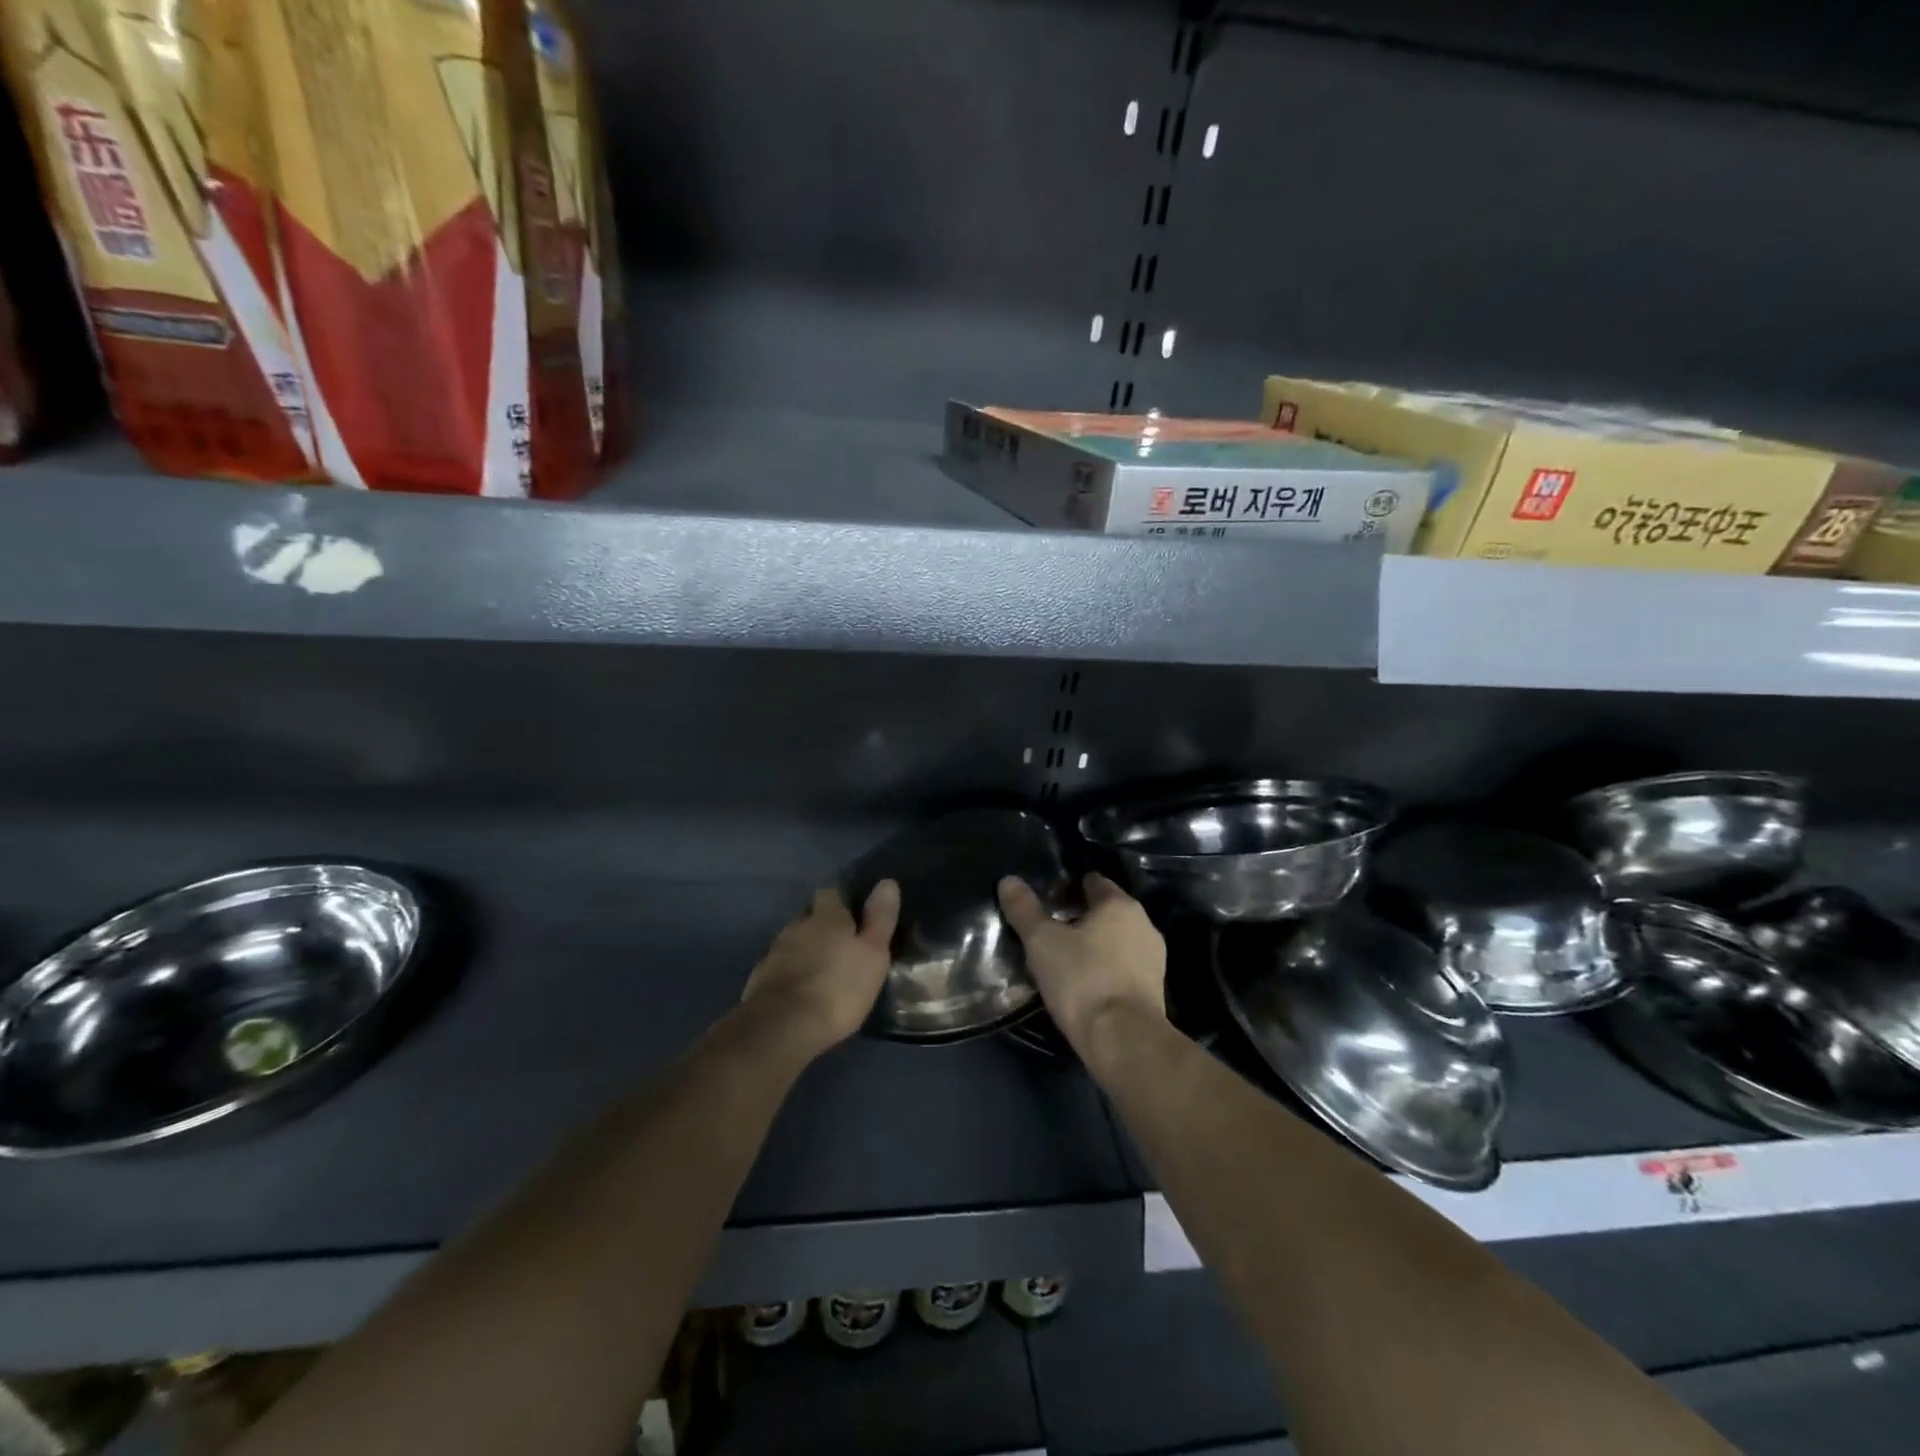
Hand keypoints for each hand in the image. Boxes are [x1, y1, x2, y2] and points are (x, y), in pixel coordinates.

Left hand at [738, 882, 899, 1059]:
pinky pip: (778, 965)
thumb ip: (880, 918)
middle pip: (809, 914)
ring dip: (804, 947)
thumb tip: (887, 882)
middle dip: (821, 923)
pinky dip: (789, 970)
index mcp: (826, 916)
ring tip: (820, 966)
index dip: (842, 899)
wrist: (783, 1026)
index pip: (831, 892)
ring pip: (793, 939)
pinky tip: (799, 987)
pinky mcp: (759, 978)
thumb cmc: (839, 987)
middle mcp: (797, 925)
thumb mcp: (873, 953)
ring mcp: (775, 951)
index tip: (853, 912)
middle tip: (839, 941)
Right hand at [997, 872, 1164, 1063]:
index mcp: (1119, 904)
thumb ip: (1024, 909)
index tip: (1046, 903)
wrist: (1124, 1040)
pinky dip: (1106, 968)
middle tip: (1049, 933)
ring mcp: (1154, 958)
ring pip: (1117, 939)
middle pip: (1106, 910)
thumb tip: (1008, 880)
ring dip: (1094, 944)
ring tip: (1064, 960)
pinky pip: (1125, 966)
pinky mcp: (1155, 989)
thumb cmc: (1082, 980)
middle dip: (1079, 917)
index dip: (1067, 888)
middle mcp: (1143, 924)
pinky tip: (1085, 985)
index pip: (1092, 882)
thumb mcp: (1042, 942)